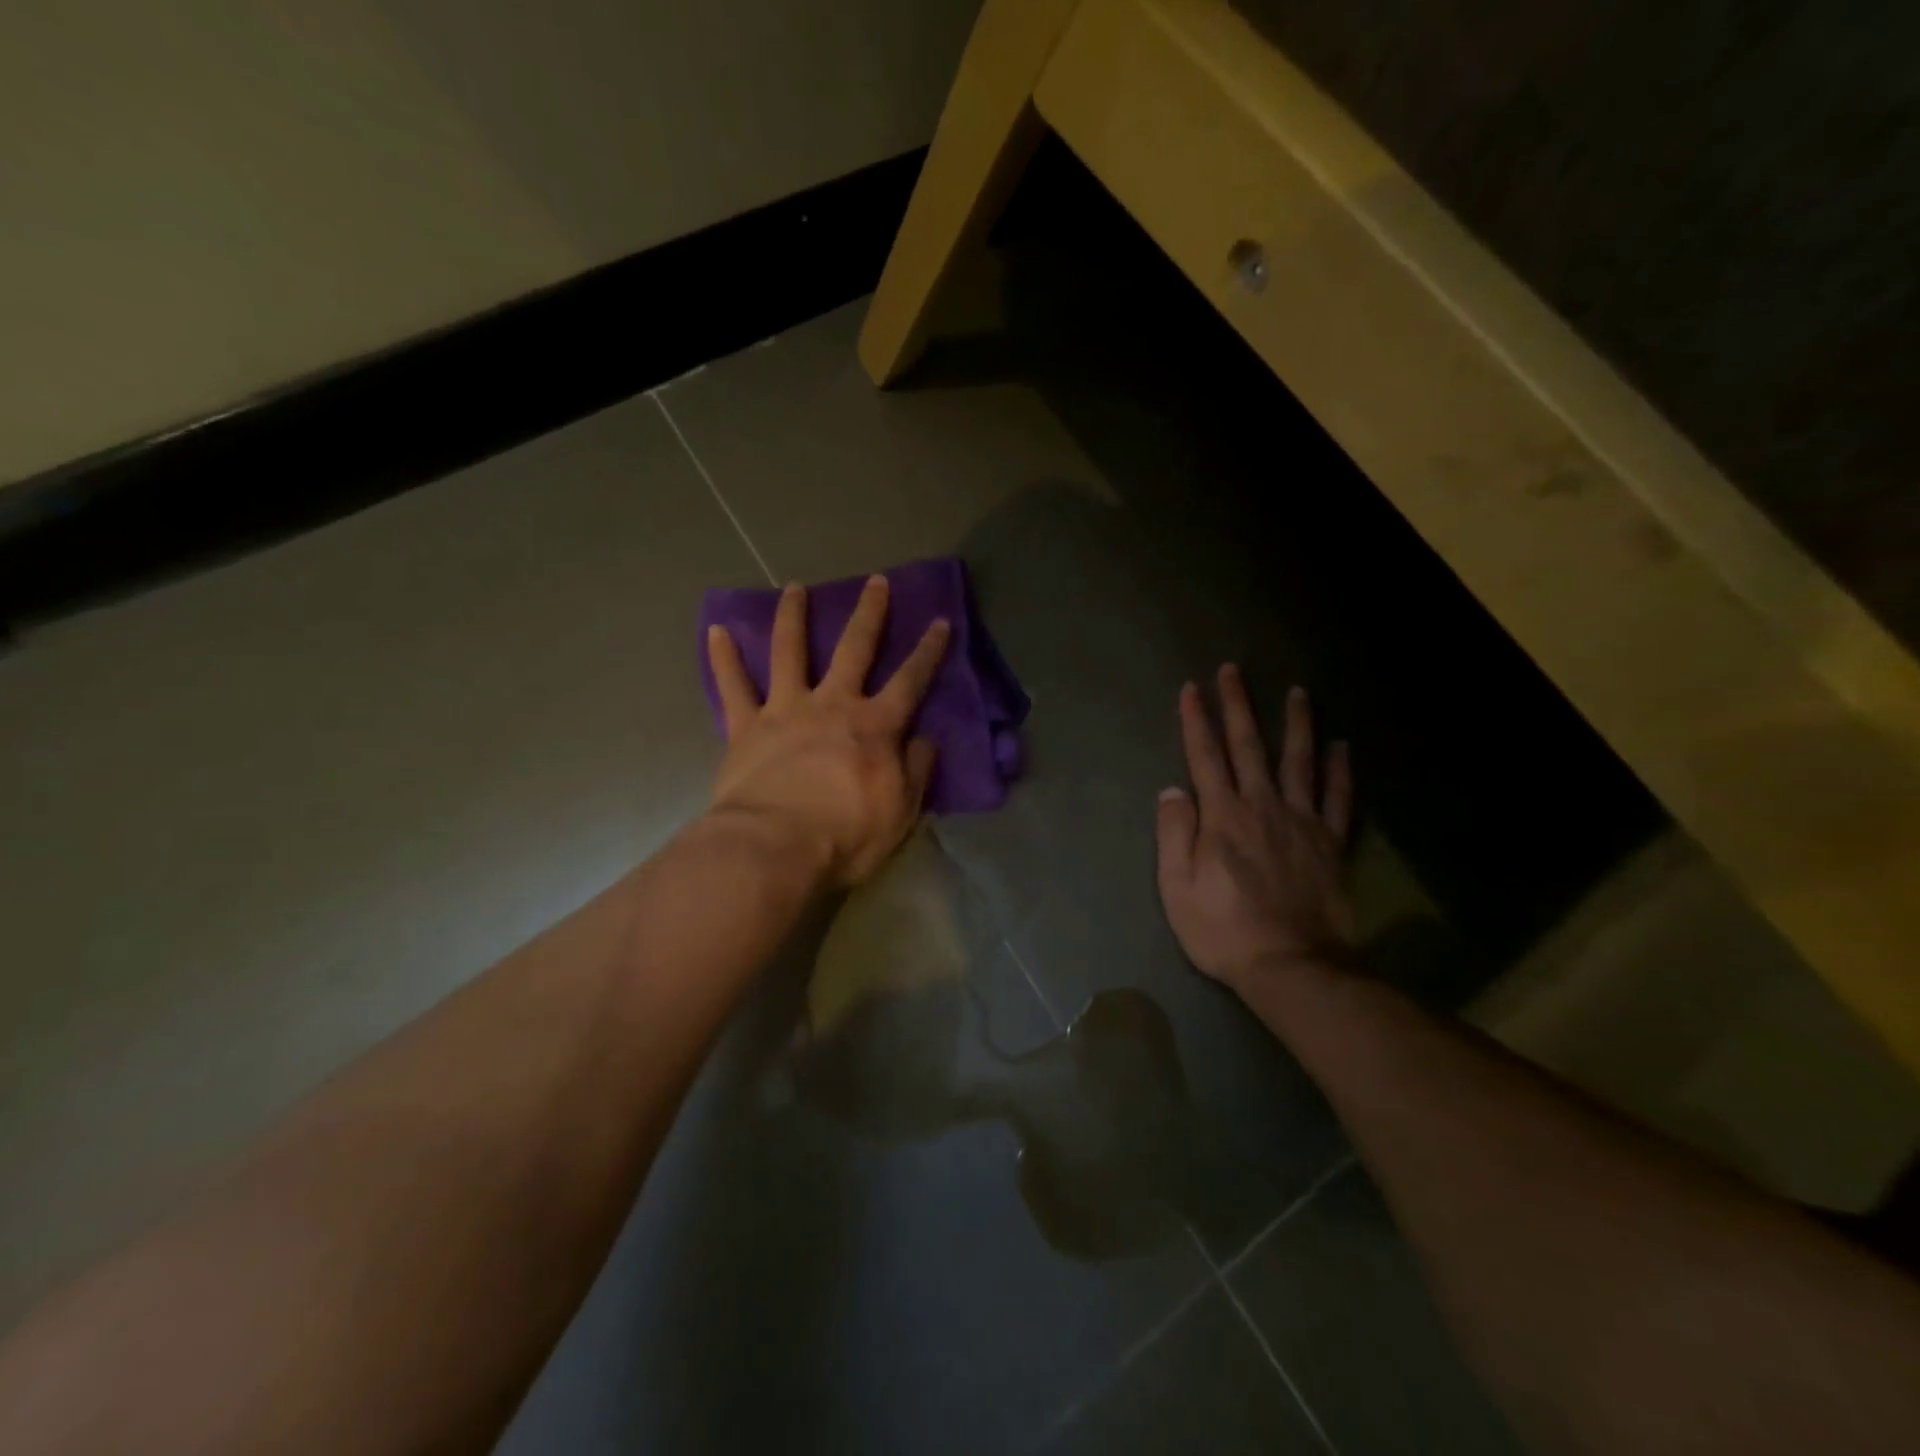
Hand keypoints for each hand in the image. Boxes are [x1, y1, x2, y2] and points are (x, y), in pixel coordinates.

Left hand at [706, 576, 949, 887]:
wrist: (774, 848)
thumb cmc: (846, 835)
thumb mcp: (901, 810)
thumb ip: (916, 769)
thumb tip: (925, 739)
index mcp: (875, 726)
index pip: (910, 680)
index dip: (928, 651)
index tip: (940, 620)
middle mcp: (832, 704)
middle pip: (854, 649)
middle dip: (868, 613)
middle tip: (875, 581)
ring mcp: (785, 710)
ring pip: (789, 651)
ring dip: (794, 616)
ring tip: (795, 587)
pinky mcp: (746, 727)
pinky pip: (733, 686)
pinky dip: (723, 658)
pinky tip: (716, 630)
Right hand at [1155, 666, 1355, 992]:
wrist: (1292, 966)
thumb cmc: (1223, 930)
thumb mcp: (1177, 889)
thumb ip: (1174, 835)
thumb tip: (1172, 790)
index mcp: (1222, 817)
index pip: (1204, 757)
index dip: (1196, 721)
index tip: (1191, 689)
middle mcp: (1262, 806)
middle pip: (1248, 747)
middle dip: (1237, 706)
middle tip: (1232, 671)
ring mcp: (1301, 822)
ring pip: (1299, 762)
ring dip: (1296, 725)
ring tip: (1297, 692)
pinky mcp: (1330, 843)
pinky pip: (1338, 799)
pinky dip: (1340, 771)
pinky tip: (1341, 747)